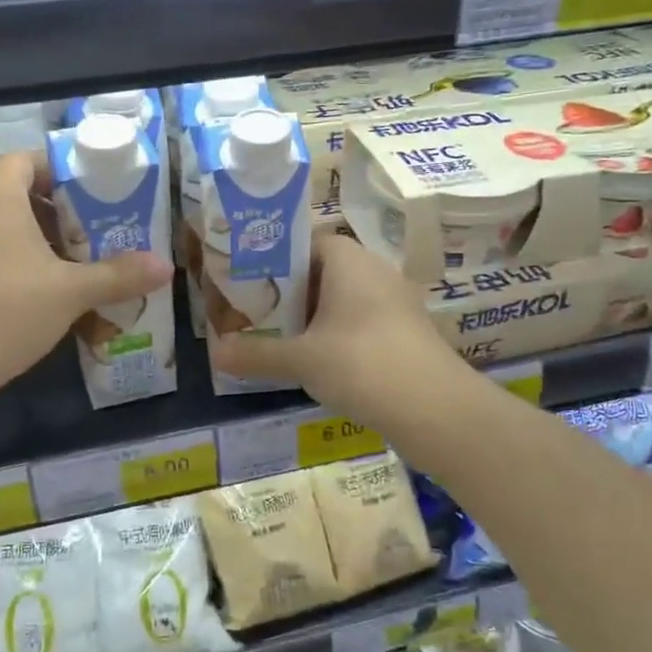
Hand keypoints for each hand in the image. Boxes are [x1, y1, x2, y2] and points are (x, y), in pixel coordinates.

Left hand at [0, 153, 171, 410]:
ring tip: (65, 267)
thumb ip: (119, 275)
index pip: (28, 160)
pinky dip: (4, 260)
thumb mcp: (71, 292)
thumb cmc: (6, 310)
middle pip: (12, 192)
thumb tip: (166, 267)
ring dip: (29, 239)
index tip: (93, 197)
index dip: (62, 174)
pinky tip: (29, 295)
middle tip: (89, 236)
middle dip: (53, 212)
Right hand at [213, 231, 462, 431]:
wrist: (436, 409)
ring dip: (314, 317)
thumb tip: (216, 352)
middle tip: (255, 313)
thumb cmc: (361, 364)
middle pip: (323, 272)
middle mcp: (375, 271)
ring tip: (280, 339)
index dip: (275, 258)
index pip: (305, 242)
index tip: (247, 281)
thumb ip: (256, 354)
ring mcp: (396, 302)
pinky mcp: (406, 333)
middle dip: (290, 292)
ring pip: (343, 300)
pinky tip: (318, 363)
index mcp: (349, 260)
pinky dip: (338, 336)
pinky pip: (362, 322)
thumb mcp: (300, 360)